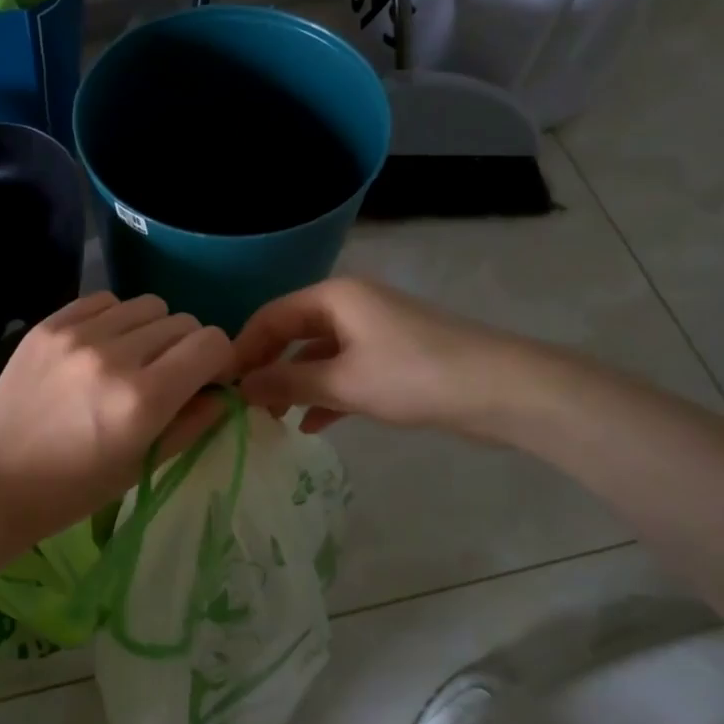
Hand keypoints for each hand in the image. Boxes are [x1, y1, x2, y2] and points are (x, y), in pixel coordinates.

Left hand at [0, 293, 232, 547]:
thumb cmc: (74, 489)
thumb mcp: (143, 465)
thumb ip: (193, 422)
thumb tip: (222, 390)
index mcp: (143, 398)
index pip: (211, 344)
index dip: (218, 362)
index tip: (205, 381)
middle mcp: (114, 355)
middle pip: (182, 322)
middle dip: (187, 349)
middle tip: (167, 377)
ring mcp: (77, 335)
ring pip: (146, 305)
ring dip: (152, 331)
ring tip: (131, 360)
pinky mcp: (48, 326)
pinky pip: (104, 301)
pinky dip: (114, 320)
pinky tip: (100, 348)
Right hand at [231, 277, 545, 438]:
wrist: (502, 391)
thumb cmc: (413, 376)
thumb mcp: (342, 381)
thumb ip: (286, 382)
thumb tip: (239, 387)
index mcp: (334, 298)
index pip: (271, 316)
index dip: (243, 348)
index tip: (222, 384)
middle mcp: (350, 307)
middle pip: (292, 334)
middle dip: (267, 368)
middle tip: (243, 405)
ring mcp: (373, 333)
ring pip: (317, 356)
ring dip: (294, 385)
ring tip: (271, 419)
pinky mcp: (392, 359)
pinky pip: (344, 372)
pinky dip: (325, 395)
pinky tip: (311, 426)